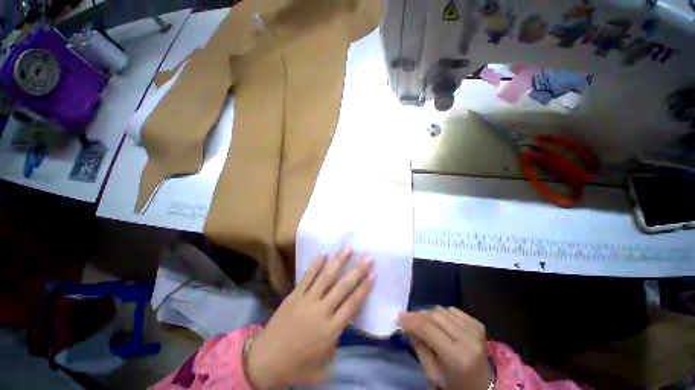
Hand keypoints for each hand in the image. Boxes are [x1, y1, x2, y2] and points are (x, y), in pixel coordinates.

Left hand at [246, 249, 373, 388]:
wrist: (265, 361)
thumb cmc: (297, 367)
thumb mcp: (324, 366)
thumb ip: (336, 344)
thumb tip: (340, 325)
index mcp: (331, 330)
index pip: (352, 304)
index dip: (364, 288)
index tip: (373, 274)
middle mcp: (321, 311)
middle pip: (343, 287)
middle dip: (357, 271)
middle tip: (367, 258)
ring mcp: (307, 300)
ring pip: (326, 277)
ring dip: (338, 261)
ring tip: (347, 249)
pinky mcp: (294, 295)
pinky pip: (307, 277)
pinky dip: (316, 265)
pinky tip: (323, 254)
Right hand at [399, 307, 489, 389]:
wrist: (482, 385)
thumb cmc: (454, 383)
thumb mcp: (432, 372)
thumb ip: (419, 346)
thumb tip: (407, 323)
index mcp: (457, 357)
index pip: (428, 330)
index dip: (411, 321)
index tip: (399, 316)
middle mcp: (469, 340)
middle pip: (435, 315)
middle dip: (418, 315)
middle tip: (407, 318)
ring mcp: (476, 330)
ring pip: (443, 310)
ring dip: (429, 314)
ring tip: (423, 322)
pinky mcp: (478, 325)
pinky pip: (453, 310)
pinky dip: (443, 314)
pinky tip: (441, 324)